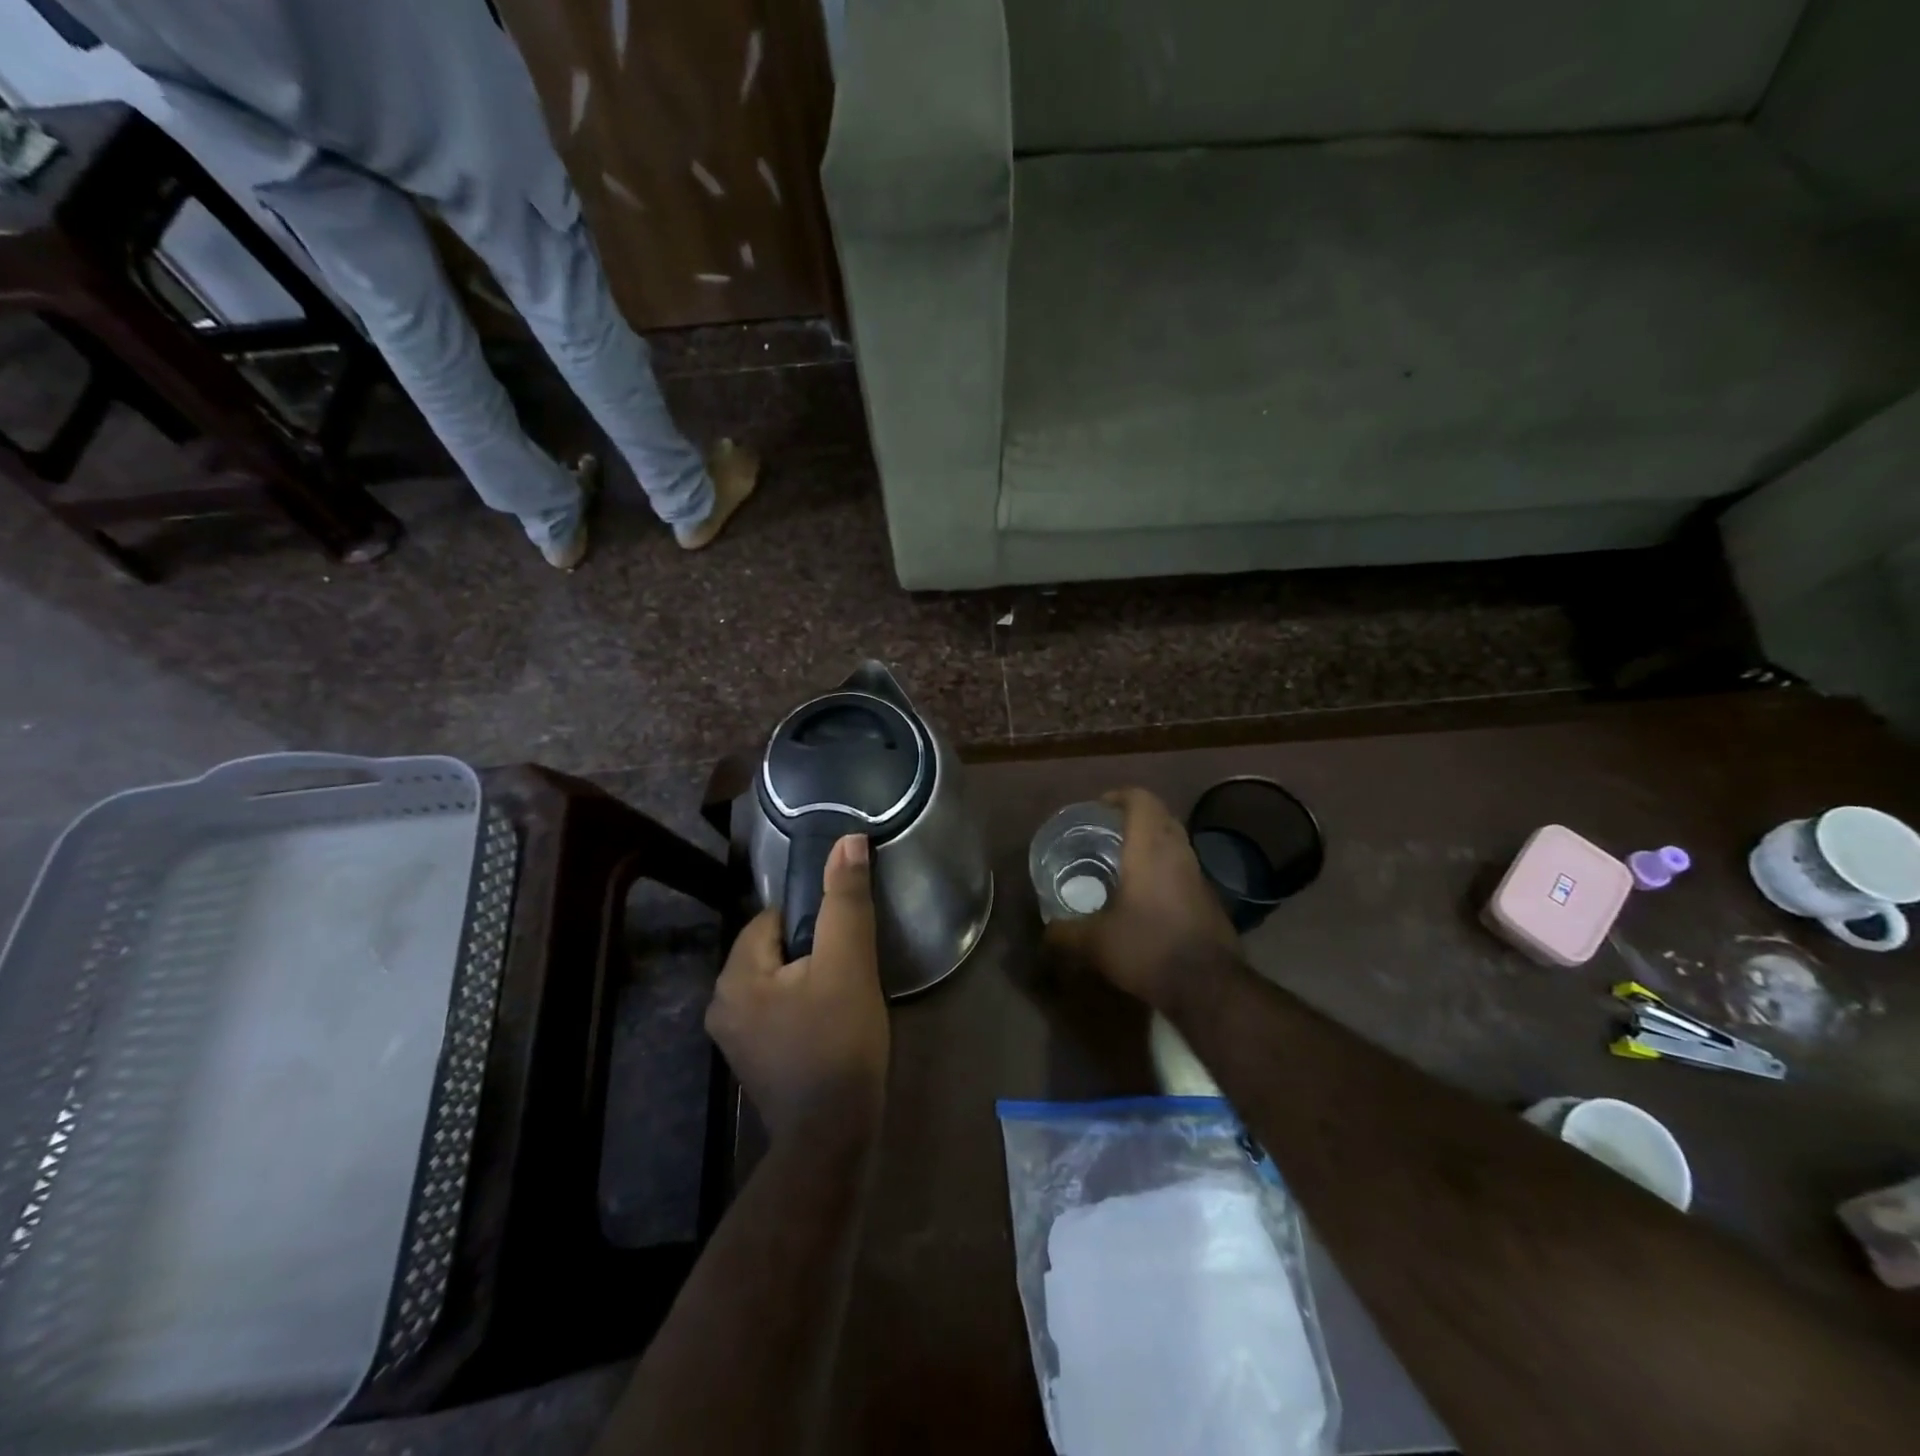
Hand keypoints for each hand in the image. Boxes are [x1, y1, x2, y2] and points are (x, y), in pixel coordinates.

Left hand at [707, 834, 889, 1138]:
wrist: (835, 1136)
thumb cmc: (839, 1041)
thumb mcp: (848, 962)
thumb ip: (845, 899)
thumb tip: (848, 841)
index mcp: (735, 977)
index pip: (772, 919)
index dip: (813, 922)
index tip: (843, 940)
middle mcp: (722, 1004)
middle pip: (774, 950)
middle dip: (812, 951)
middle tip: (850, 969)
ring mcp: (735, 1038)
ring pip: (779, 981)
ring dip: (810, 979)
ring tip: (845, 995)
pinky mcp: (754, 1061)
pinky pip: (778, 1011)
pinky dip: (803, 1007)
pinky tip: (832, 1024)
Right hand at [1046, 788, 1237, 1012]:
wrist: (1208, 987)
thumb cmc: (1147, 949)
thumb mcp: (1095, 943)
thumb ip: (1065, 933)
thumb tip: (1046, 932)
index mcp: (1150, 849)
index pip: (1141, 800)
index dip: (1120, 795)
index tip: (1099, 807)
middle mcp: (1178, 853)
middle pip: (1160, 817)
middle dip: (1134, 818)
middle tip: (1107, 833)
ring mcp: (1199, 876)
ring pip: (1175, 843)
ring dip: (1152, 844)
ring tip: (1123, 864)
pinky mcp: (1210, 899)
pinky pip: (1184, 869)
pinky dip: (1164, 869)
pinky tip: (1146, 897)